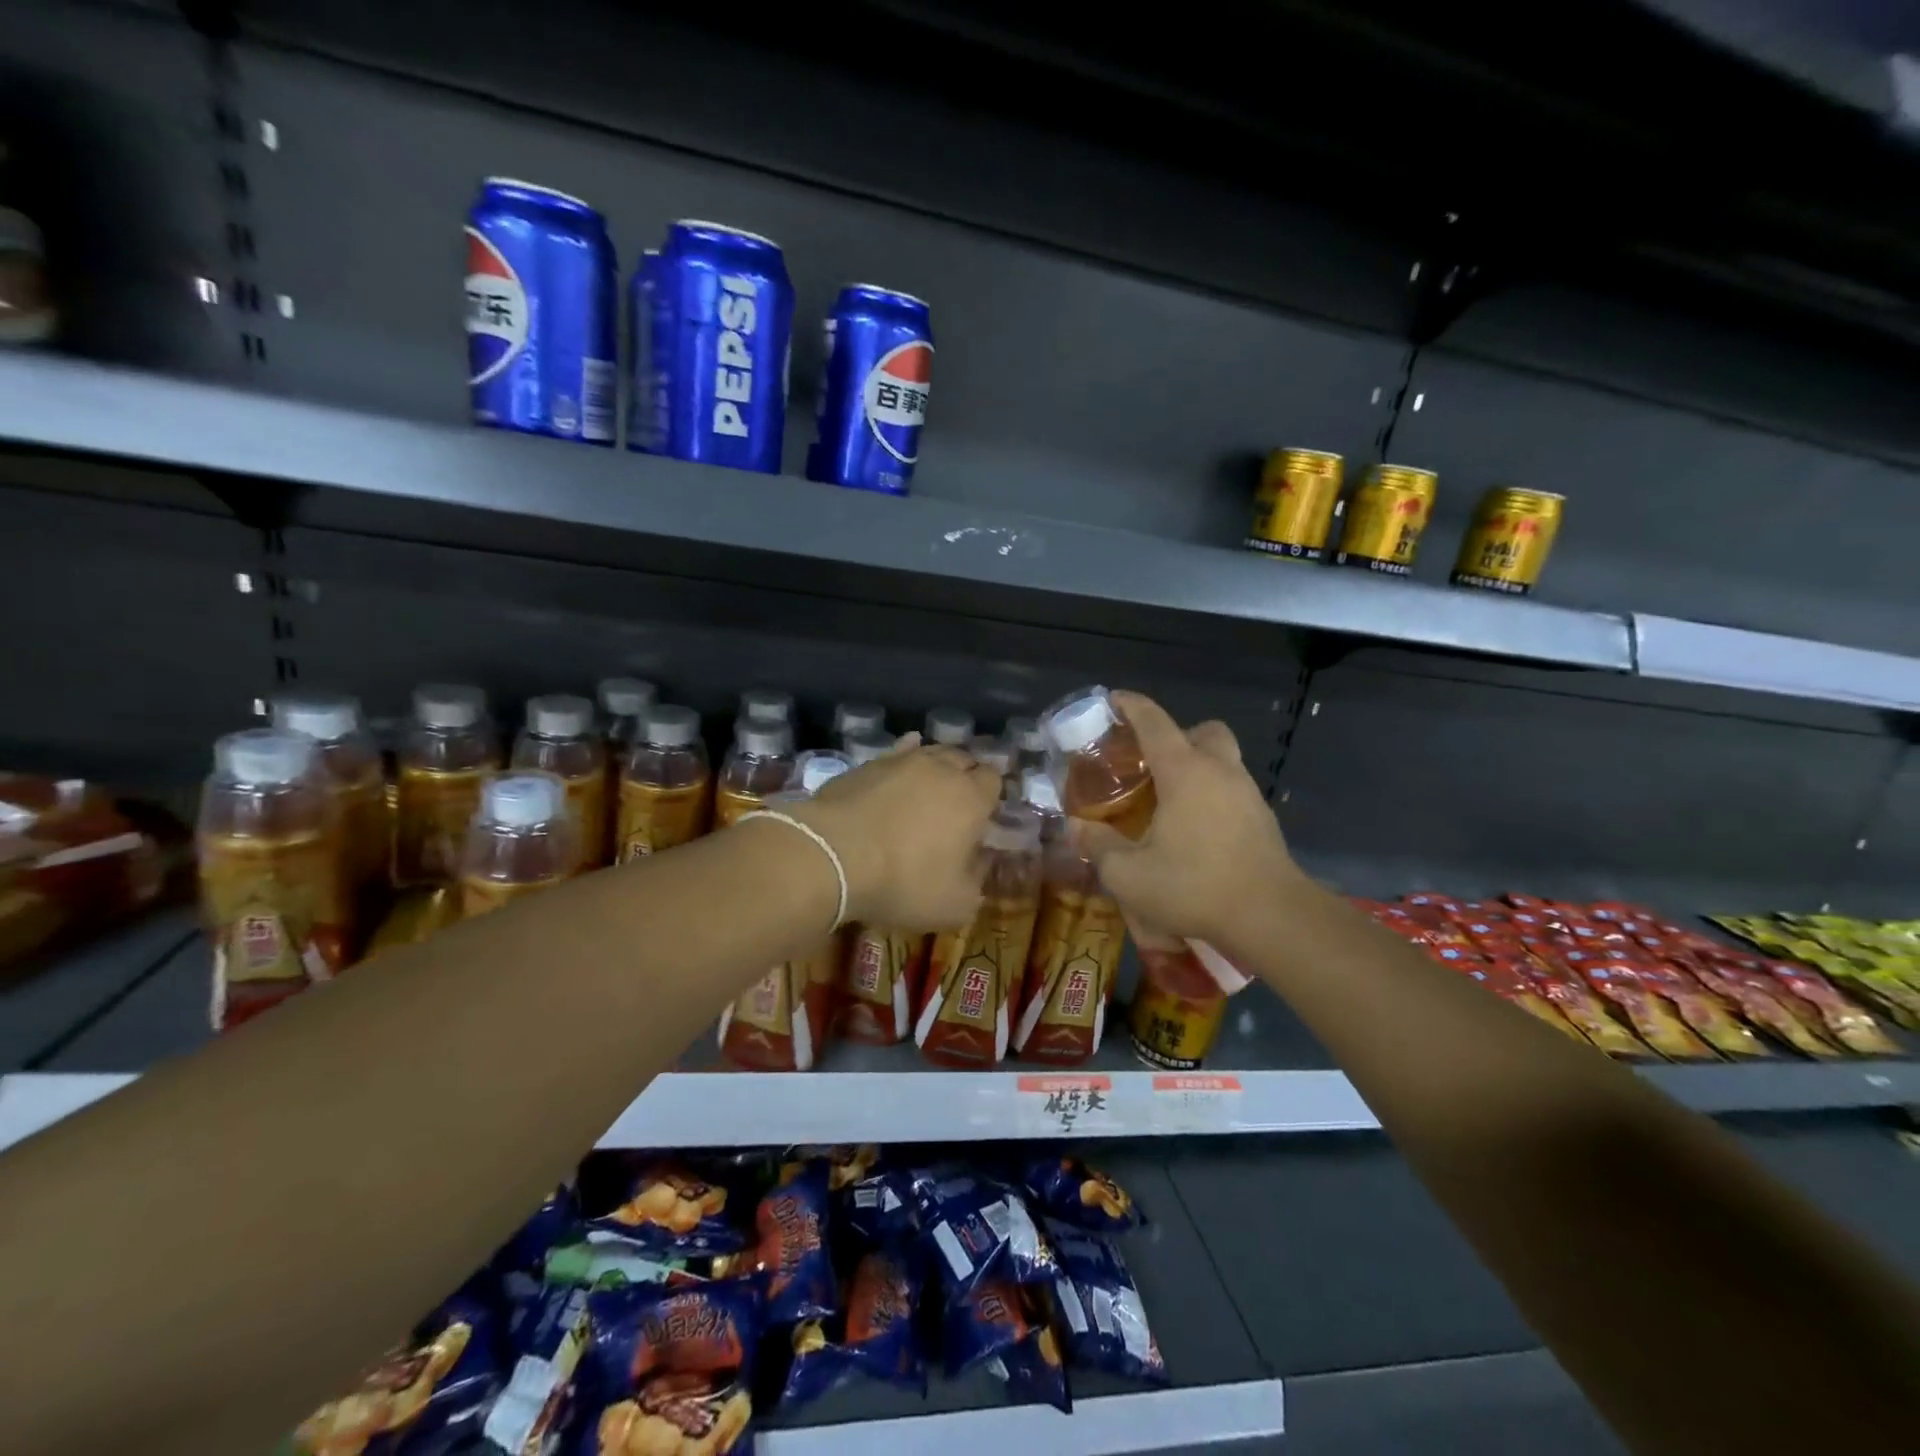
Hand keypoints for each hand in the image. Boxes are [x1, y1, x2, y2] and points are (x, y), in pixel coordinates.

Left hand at [796, 734, 1001, 928]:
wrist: (833, 855)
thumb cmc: (904, 882)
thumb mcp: (955, 904)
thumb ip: (976, 881)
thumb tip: (979, 863)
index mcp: (972, 798)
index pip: (994, 780)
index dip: (992, 794)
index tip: (985, 814)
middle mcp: (942, 769)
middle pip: (964, 759)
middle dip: (966, 776)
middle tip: (958, 802)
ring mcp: (902, 761)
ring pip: (930, 752)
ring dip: (936, 766)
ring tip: (930, 785)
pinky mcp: (867, 764)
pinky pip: (896, 753)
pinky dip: (904, 758)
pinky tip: (900, 767)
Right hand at [1072, 691, 1301, 945]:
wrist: (1273, 917)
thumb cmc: (1195, 886)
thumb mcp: (1129, 875)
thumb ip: (1098, 846)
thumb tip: (1077, 827)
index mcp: (1184, 771)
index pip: (1154, 721)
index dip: (1131, 705)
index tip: (1112, 700)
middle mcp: (1219, 770)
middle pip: (1201, 731)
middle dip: (1175, 736)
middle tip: (1149, 763)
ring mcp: (1248, 793)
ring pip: (1222, 760)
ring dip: (1195, 766)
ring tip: (1167, 800)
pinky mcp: (1263, 819)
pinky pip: (1232, 789)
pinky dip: (1211, 795)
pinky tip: (1194, 830)